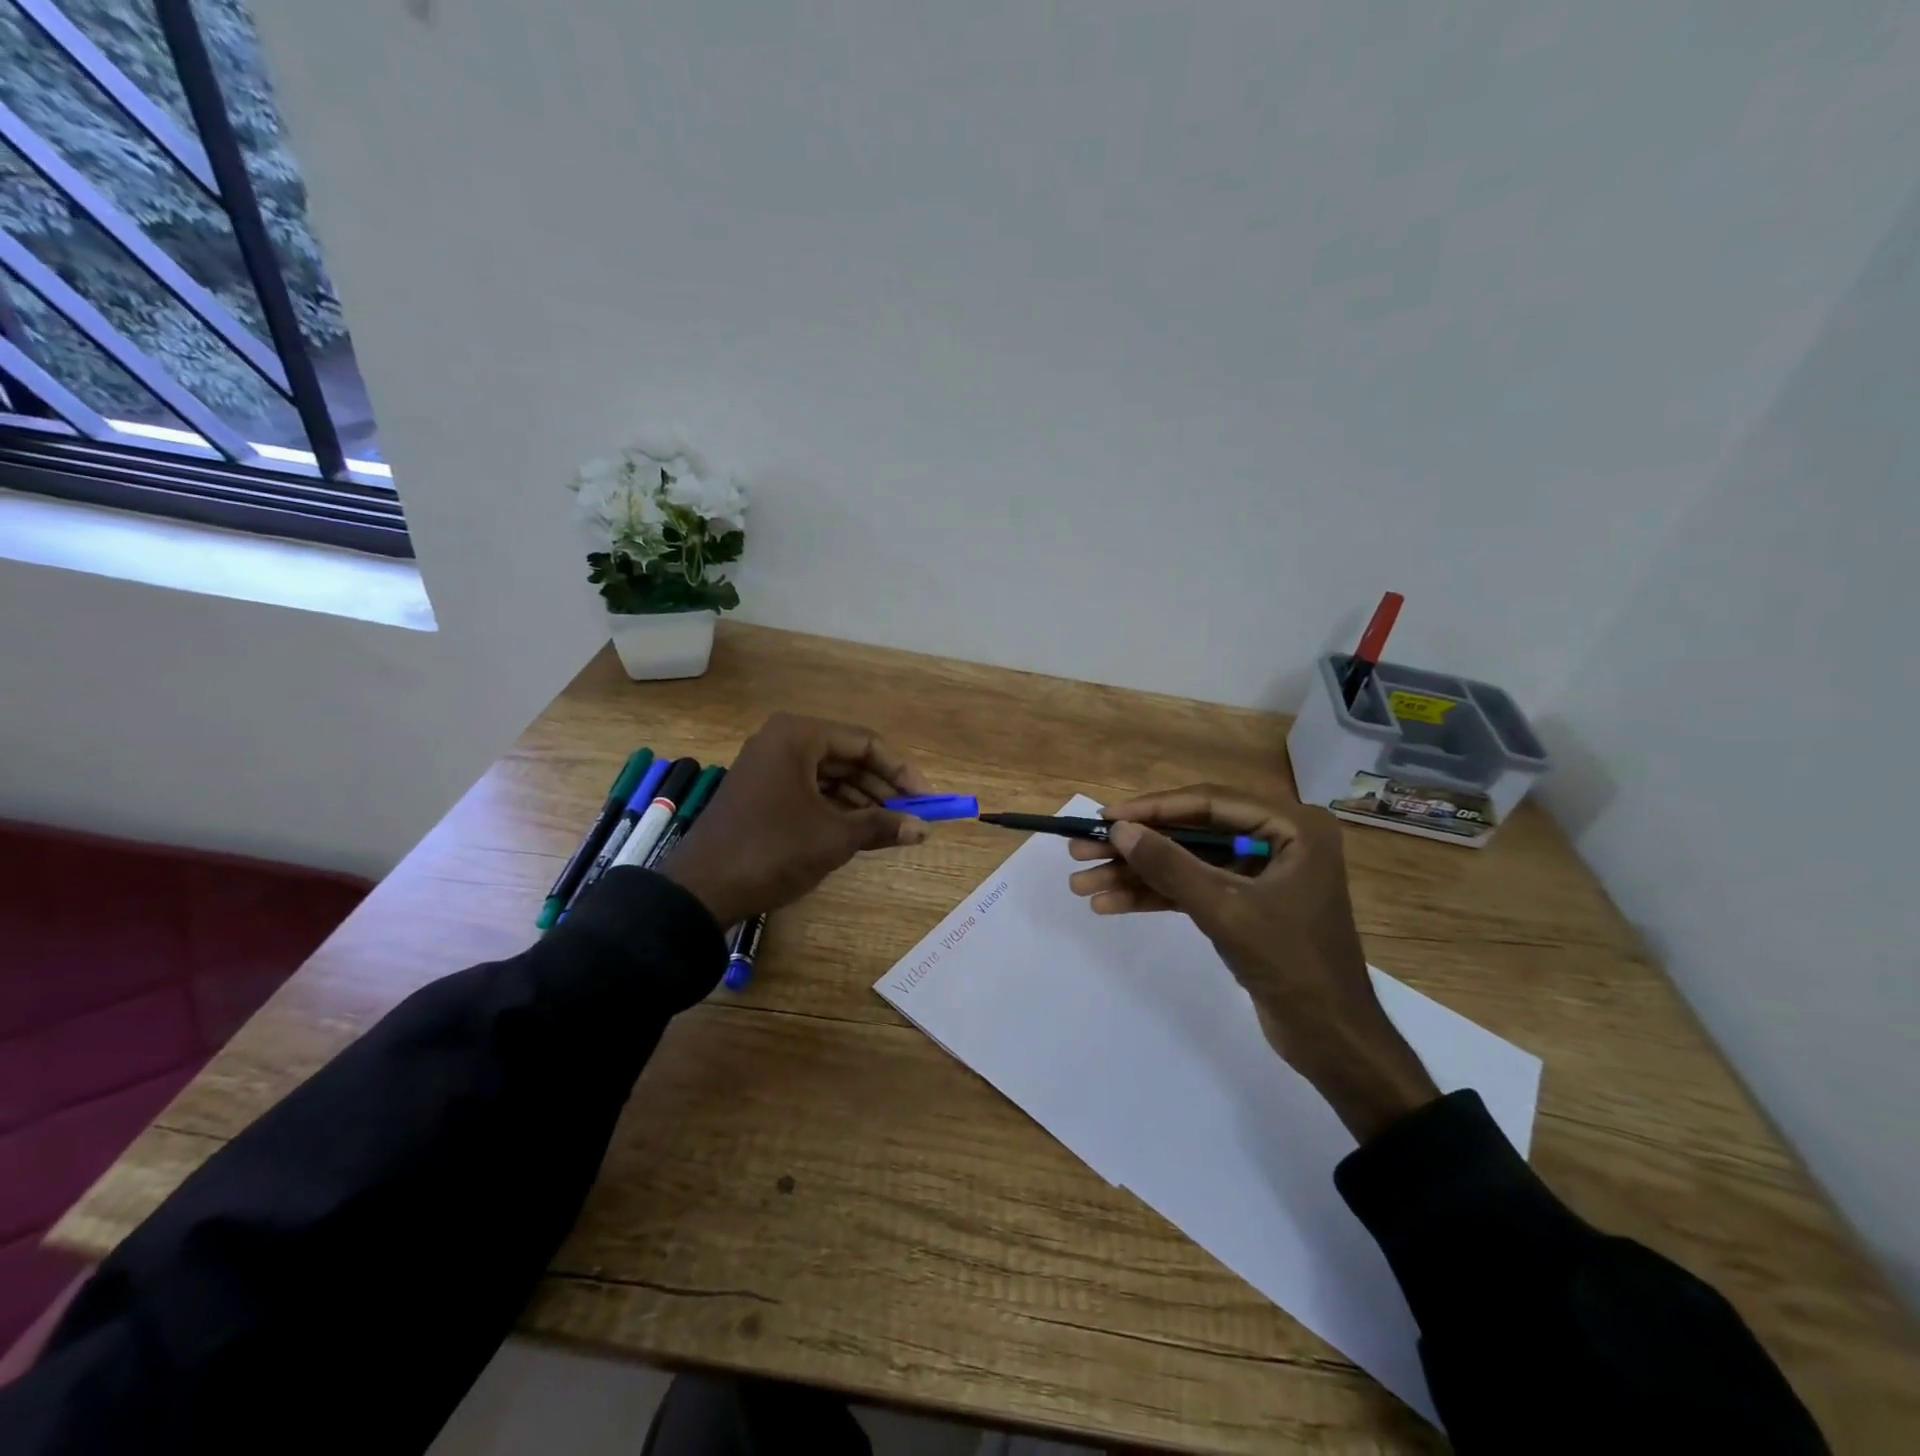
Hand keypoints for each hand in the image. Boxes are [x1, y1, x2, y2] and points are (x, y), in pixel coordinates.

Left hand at [662, 713, 931, 927]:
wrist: (701, 889)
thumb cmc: (773, 850)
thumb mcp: (834, 838)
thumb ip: (881, 825)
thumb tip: (922, 829)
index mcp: (798, 736)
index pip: (865, 743)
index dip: (901, 771)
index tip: (927, 799)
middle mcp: (782, 741)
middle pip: (847, 756)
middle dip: (882, 786)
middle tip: (912, 814)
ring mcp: (768, 766)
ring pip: (829, 775)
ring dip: (862, 799)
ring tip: (891, 826)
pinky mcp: (760, 792)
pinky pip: (809, 790)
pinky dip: (836, 807)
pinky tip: (859, 830)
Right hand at [1067, 786, 1439, 1143]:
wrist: (1332, 1040)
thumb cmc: (1292, 964)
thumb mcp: (1225, 910)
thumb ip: (1171, 866)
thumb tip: (1119, 829)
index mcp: (1292, 827)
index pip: (1209, 803)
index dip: (1152, 809)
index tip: (1105, 817)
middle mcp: (1277, 840)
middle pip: (1191, 833)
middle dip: (1135, 847)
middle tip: (1082, 850)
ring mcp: (1258, 874)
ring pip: (1186, 863)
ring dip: (1136, 875)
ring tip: (1083, 884)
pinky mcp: (1244, 905)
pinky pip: (1192, 890)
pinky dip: (1154, 897)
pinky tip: (1110, 904)